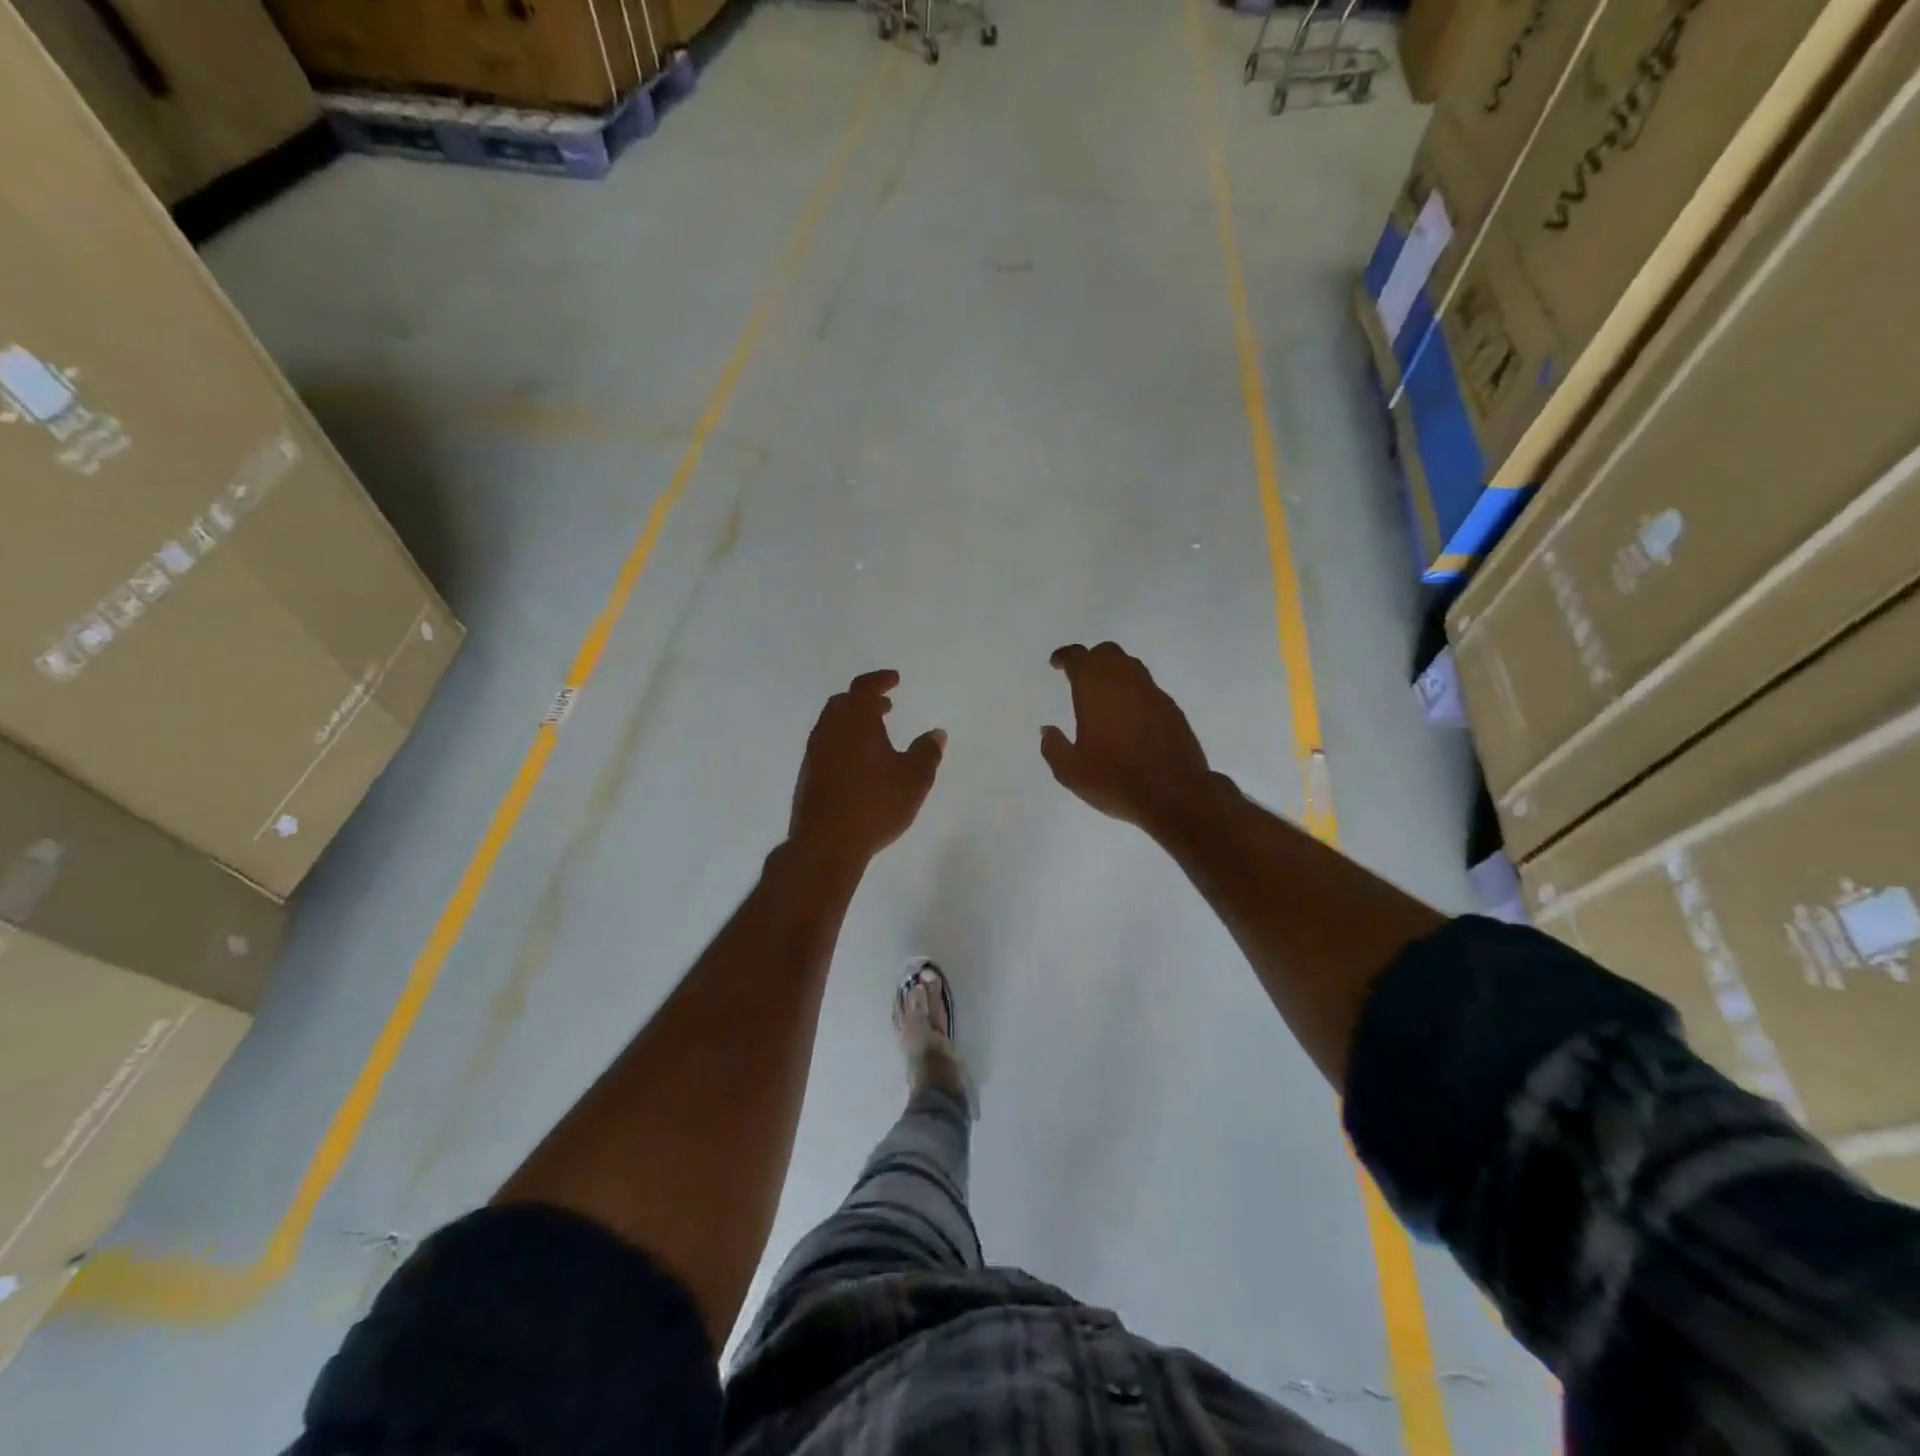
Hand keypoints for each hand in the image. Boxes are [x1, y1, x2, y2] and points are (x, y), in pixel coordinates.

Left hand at [790, 670, 944, 869]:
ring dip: (852, 722)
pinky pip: (826, 745)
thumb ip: (926, 753)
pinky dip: (843, 742)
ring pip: (832, 724)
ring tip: (875, 736)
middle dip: (864, 700)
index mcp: (855, 721)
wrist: (826, 842)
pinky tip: (858, 763)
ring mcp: (814, 753)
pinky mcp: (807, 775)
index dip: (880, 680)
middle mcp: (830, 730)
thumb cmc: (875, 804)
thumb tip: (936, 733)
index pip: (864, 688)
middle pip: (844, 703)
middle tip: (885, 707)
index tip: (894, 680)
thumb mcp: (914, 779)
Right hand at [1042, 643, 1213, 833]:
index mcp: (1095, 689)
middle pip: (1107, 653)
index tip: (1056, 663)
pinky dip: (1134, 693)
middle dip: (1091, 659)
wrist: (1174, 794)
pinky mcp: (1172, 709)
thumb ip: (1054, 747)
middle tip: (1080, 677)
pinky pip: (1148, 689)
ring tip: (1105, 694)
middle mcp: (1125, 681)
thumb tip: (1048, 730)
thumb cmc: (1115, 779)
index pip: (1078, 657)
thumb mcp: (1070, 771)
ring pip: (1131, 667)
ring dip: (1115, 672)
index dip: (1064, 657)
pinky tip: (1129, 715)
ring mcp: (1153, 693)